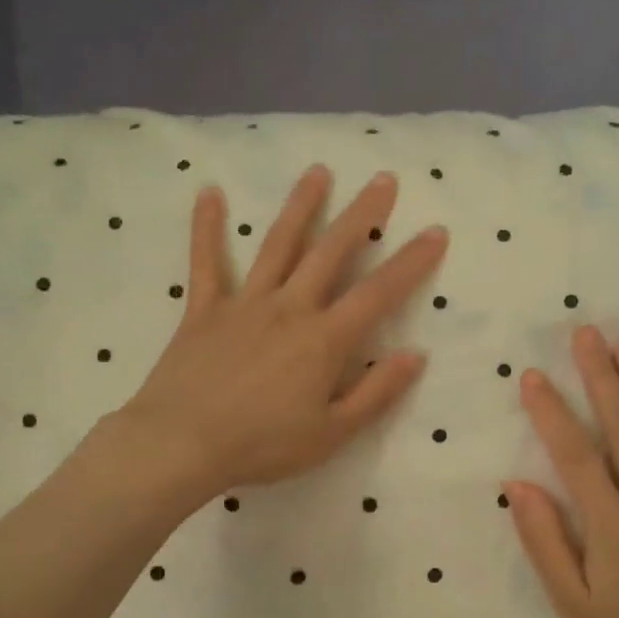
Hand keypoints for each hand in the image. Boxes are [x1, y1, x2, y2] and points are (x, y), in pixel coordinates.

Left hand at [122, 164, 447, 504]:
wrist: (183, 444)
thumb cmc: (263, 445)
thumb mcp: (332, 433)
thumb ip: (376, 392)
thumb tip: (415, 355)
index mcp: (324, 340)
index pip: (378, 293)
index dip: (411, 262)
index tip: (436, 231)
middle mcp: (289, 308)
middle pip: (331, 252)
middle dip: (361, 215)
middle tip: (382, 180)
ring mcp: (244, 303)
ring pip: (277, 245)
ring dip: (300, 207)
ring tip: (318, 172)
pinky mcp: (204, 309)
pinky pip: (206, 262)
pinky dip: (207, 227)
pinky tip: (209, 192)